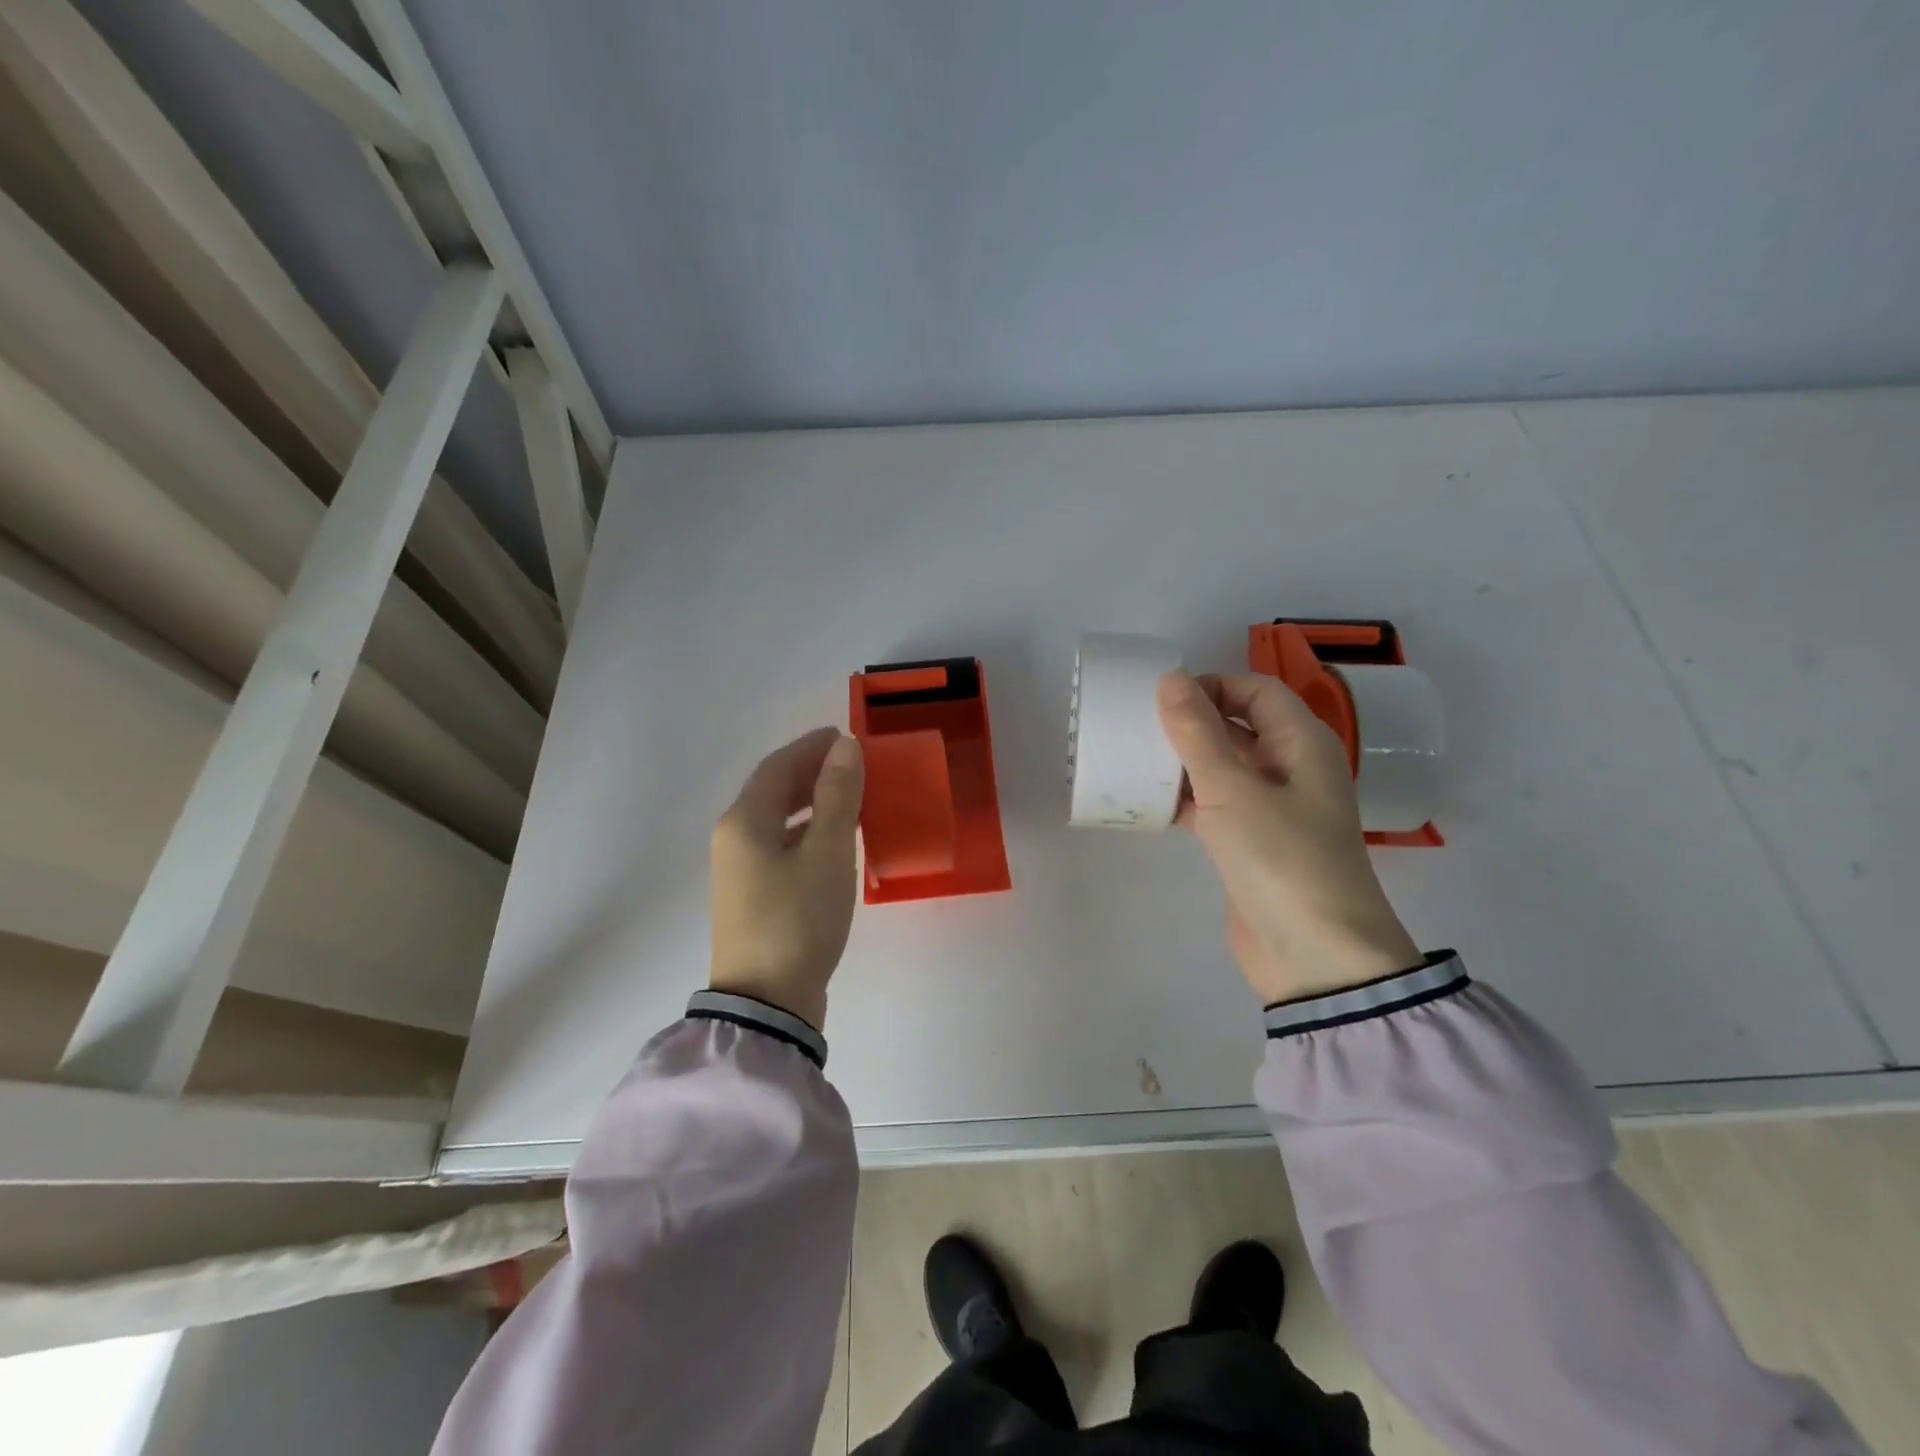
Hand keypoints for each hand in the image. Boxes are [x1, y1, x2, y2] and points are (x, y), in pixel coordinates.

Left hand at [709, 727, 864, 1028]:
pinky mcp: (752, 896)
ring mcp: (739, 870)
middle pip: (772, 790)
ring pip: (776, 819)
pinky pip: (780, 844)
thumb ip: (838, 795)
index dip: (812, 746)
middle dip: (811, 771)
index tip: (846, 736)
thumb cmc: (798, 919)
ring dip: (811, 801)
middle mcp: (733, 839)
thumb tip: (845, 745)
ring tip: (849, 796)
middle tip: (852, 763)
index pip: (778, 766)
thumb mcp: (827, 852)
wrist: (767, 1002)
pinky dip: (807, 830)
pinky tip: (832, 841)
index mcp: (744, 821)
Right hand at [1157, 670, 1420, 1003]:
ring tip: (1136, 760)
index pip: (1256, 690)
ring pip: (1223, 766)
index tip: (1163, 701)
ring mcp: (1272, 808)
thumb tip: (1170, 678)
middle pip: (1239, 725)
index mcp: (1302, 744)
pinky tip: (1149, 803)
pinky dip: (1186, 798)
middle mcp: (1292, 768)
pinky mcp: (1252, 843)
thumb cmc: (1282, 860)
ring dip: (1184, 761)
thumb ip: (1198, 733)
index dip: (1212, 685)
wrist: (1315, 957)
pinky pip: (1216, 804)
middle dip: (1192, 722)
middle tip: (1139, 728)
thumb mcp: (1233, 791)